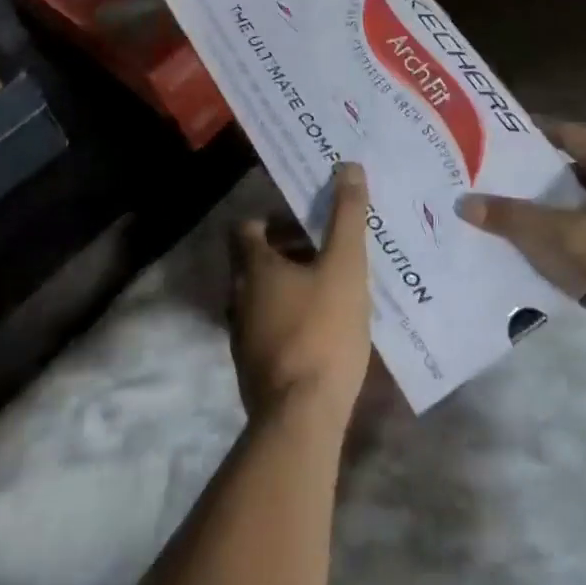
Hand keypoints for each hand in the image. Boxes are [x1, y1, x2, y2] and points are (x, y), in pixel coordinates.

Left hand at [229, 163, 373, 425]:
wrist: (301, 418)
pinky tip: (323, 330)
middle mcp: (238, 296)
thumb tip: (347, 165)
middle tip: (327, 250)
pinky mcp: (253, 368)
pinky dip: (290, 318)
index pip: (246, 227)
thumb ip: (347, 216)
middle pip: (255, 261)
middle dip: (288, 250)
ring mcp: (242, 336)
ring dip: (289, 286)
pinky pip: (269, 327)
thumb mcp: (345, 266)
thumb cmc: (322, 331)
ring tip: (330, 288)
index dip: (273, 218)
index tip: (306, 220)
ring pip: (262, 296)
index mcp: (253, 267)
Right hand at [460, 122, 585, 333]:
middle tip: (494, 189)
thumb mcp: (574, 240)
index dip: (525, 137)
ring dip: (557, 212)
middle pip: (572, 166)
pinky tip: (560, 260)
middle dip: (535, 180)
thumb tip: (466, 203)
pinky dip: (580, 234)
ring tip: (518, 225)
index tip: (490, 148)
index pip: (562, 132)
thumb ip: (520, 220)